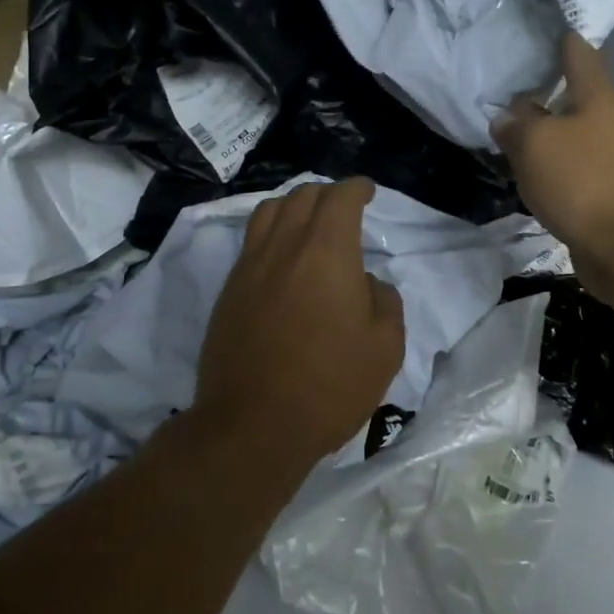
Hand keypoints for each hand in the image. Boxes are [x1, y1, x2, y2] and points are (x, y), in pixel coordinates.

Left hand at [195, 177, 406, 463]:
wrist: (253, 426)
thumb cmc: (329, 385)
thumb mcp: (385, 347)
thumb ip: (385, 301)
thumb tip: (366, 282)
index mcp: (327, 251)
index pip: (339, 198)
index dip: (356, 188)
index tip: (367, 191)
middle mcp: (284, 246)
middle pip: (302, 196)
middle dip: (327, 193)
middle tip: (343, 207)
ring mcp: (250, 267)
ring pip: (269, 212)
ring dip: (293, 206)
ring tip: (308, 221)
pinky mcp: (228, 291)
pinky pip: (251, 242)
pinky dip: (271, 232)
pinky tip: (282, 256)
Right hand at [492, 33, 613, 304]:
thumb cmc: (581, 180)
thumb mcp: (537, 142)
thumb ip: (517, 123)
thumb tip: (508, 118)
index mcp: (597, 95)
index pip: (578, 50)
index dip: (557, 34)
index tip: (533, 24)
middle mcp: (606, 118)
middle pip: (573, 90)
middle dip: (542, 82)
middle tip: (503, 75)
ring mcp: (606, 155)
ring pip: (567, 129)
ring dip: (541, 124)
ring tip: (504, 119)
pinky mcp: (598, 187)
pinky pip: (566, 162)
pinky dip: (545, 158)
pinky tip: (520, 162)